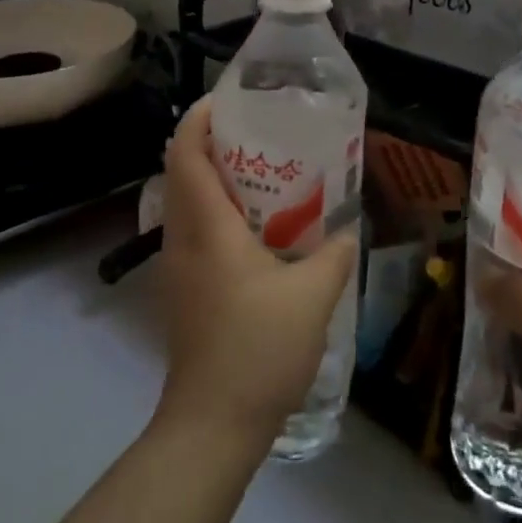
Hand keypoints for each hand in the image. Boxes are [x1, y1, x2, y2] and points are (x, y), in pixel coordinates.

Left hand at [153, 99, 358, 449]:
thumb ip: (333, 253)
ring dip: (213, 177)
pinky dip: (215, 210)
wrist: (213, 422)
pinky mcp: (183, 289)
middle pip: (181, 170)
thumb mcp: (313, 296)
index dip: (198, 118)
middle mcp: (181, 236)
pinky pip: (192, 229)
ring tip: (260, 172)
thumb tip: (345, 228)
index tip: (226, 100)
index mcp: (206, 226)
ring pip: (185, 201)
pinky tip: (254, 228)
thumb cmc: (258, 349)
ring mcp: (176, 265)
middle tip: (256, 132)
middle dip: (211, 142)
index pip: (185, 153)